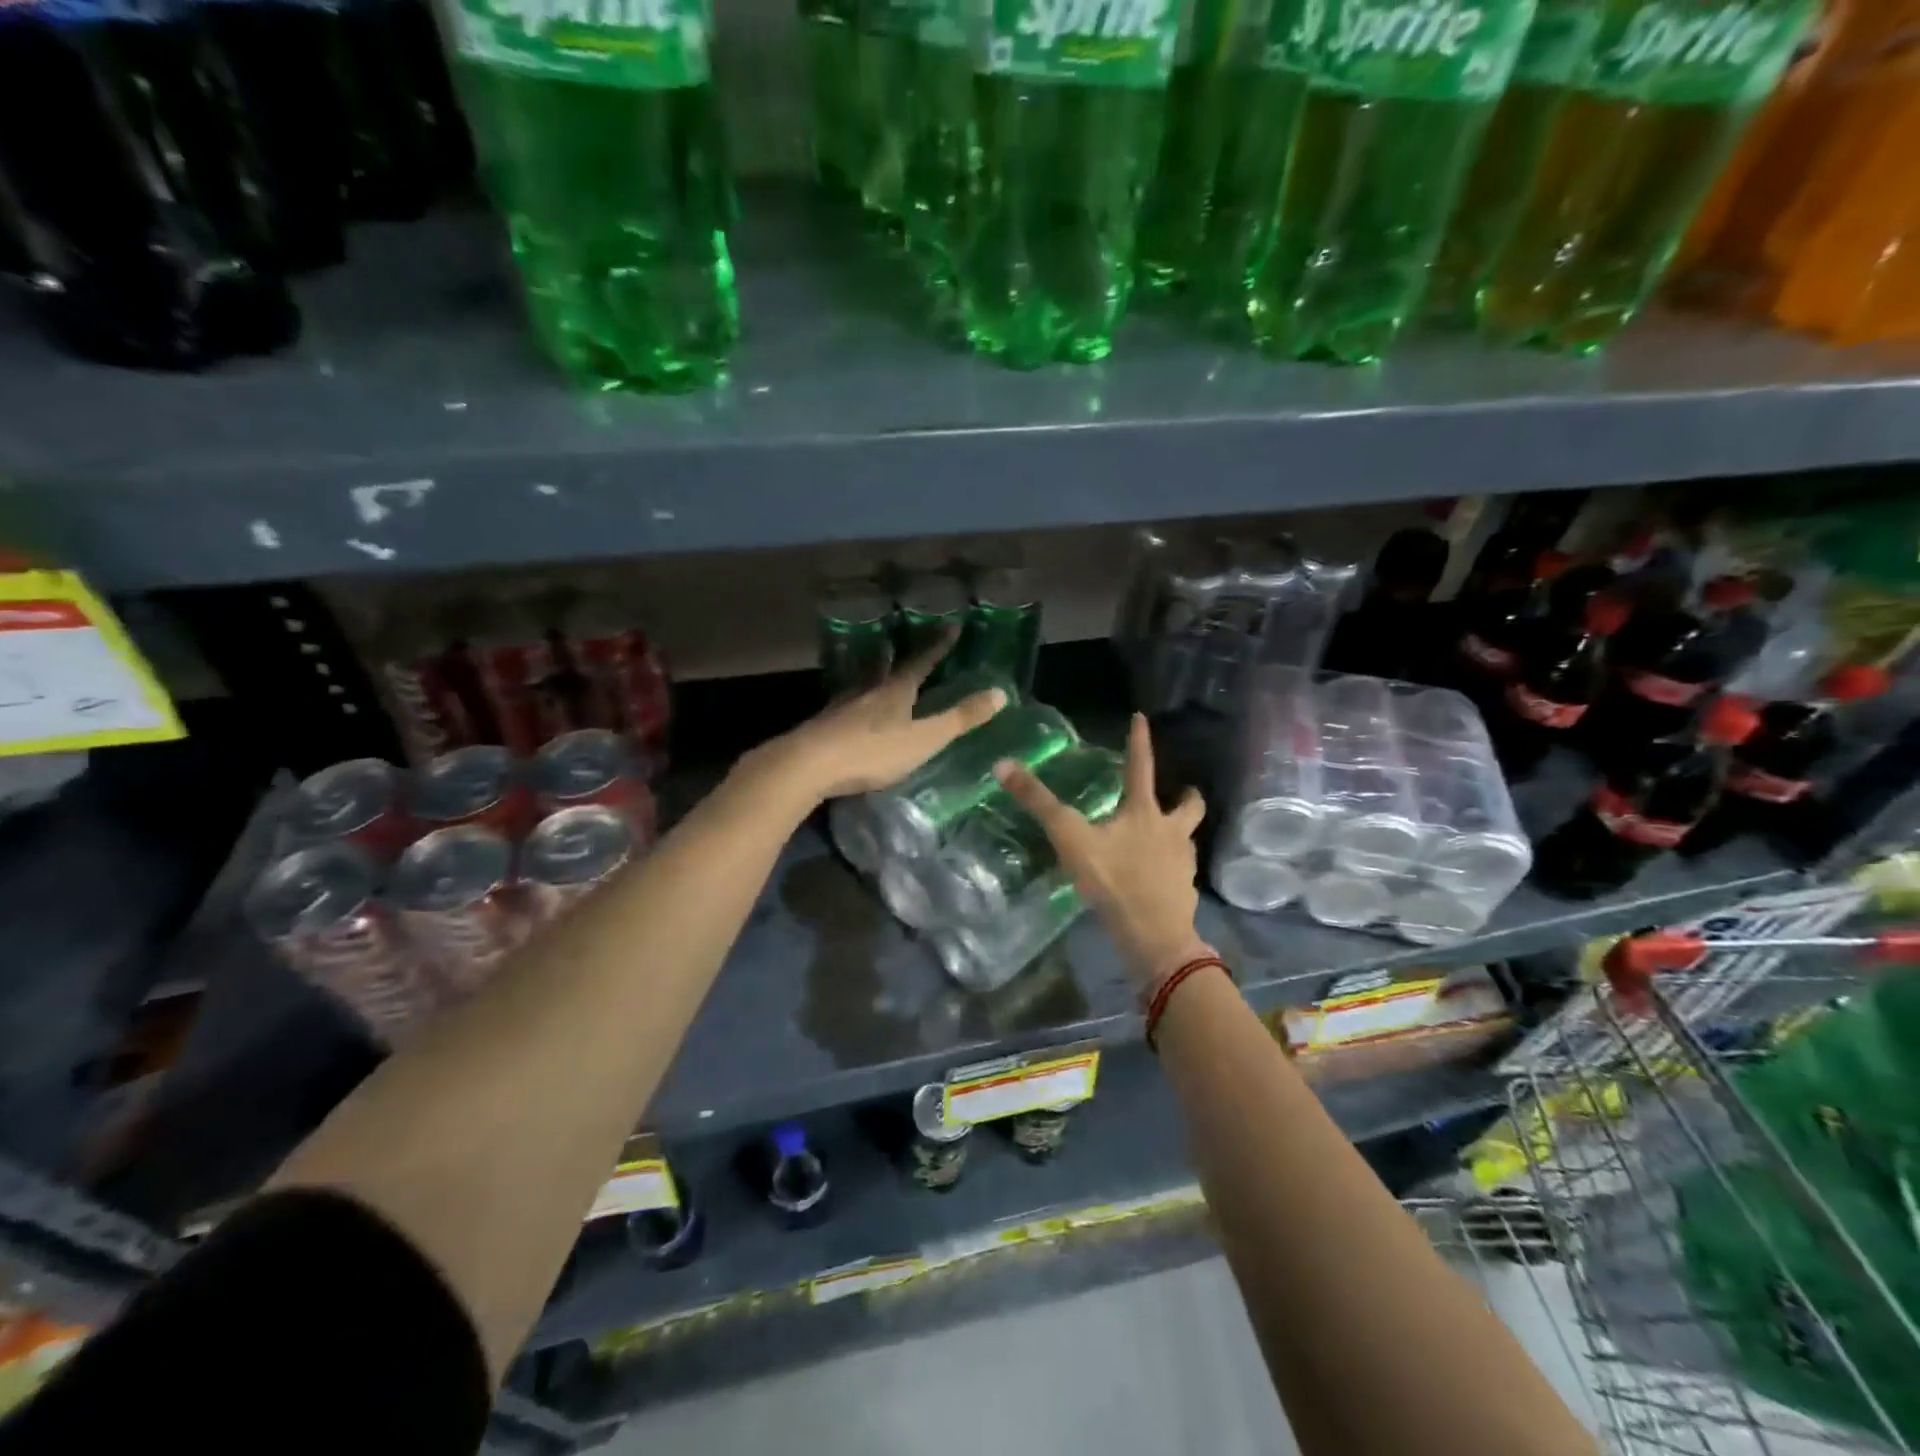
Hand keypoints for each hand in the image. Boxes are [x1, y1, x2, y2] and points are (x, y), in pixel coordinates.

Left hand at [739, 636, 1006, 807]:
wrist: (809, 764)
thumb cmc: (872, 752)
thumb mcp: (924, 739)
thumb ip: (960, 718)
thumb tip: (1000, 692)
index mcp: (896, 692)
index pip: (921, 663)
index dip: (938, 647)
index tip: (951, 626)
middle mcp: (868, 692)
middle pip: (883, 668)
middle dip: (893, 655)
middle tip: (894, 641)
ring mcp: (841, 707)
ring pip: (858, 683)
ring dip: (867, 672)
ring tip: (869, 664)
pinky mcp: (822, 726)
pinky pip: (841, 704)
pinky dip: (848, 699)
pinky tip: (842, 707)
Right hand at [995, 712, 1212, 995]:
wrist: (1154, 935)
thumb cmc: (1113, 879)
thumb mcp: (1070, 837)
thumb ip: (1038, 803)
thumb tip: (1003, 765)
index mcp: (1144, 812)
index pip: (1141, 766)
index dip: (1140, 740)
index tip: (1142, 717)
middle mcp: (1170, 831)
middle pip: (1190, 806)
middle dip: (1187, 795)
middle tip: (1182, 791)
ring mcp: (1182, 862)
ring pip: (1188, 839)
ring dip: (1180, 832)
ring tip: (1167, 836)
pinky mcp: (1184, 891)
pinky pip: (1182, 872)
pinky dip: (1173, 869)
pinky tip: (1159, 877)